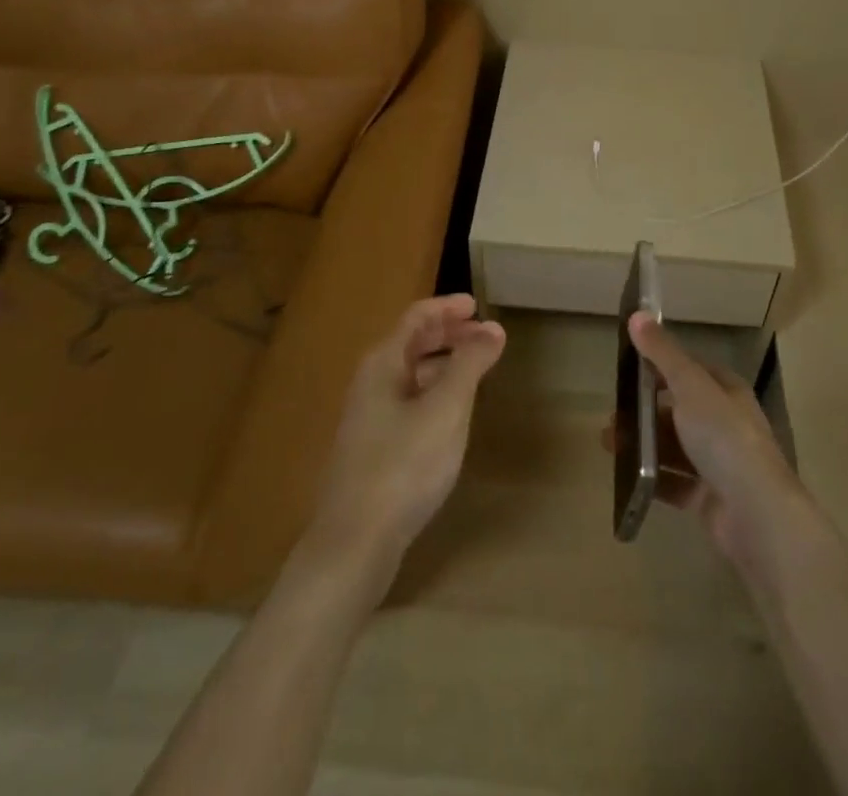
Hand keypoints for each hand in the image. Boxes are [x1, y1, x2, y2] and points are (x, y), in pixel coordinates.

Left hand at [298, 295, 506, 599]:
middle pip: (411, 344)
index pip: (416, 318)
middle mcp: (371, 384)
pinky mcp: (372, 450)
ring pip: (410, 375)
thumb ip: (470, 364)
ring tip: (474, 370)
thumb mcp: (446, 409)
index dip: (447, 307)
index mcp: (384, 364)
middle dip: (447, 334)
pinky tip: (451, 415)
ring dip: (442, 364)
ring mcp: (368, 419)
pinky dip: (433, 393)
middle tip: (483, 335)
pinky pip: (408, 403)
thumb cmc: (403, 465)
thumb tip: (493, 328)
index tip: (477, 304)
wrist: (354, 544)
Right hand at [626, 313, 807, 574]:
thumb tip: (637, 313)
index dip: (658, 366)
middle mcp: (725, 423)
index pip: (689, 370)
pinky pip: (673, 482)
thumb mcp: (690, 386)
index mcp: (726, 391)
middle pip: (677, 409)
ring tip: (609, 445)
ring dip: (641, 443)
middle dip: (642, 411)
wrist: (757, 515)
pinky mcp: (708, 498)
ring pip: (672, 446)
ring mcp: (718, 463)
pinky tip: (627, 476)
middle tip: (612, 417)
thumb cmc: (724, 438)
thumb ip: (662, 353)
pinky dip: (650, 477)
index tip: (625, 370)